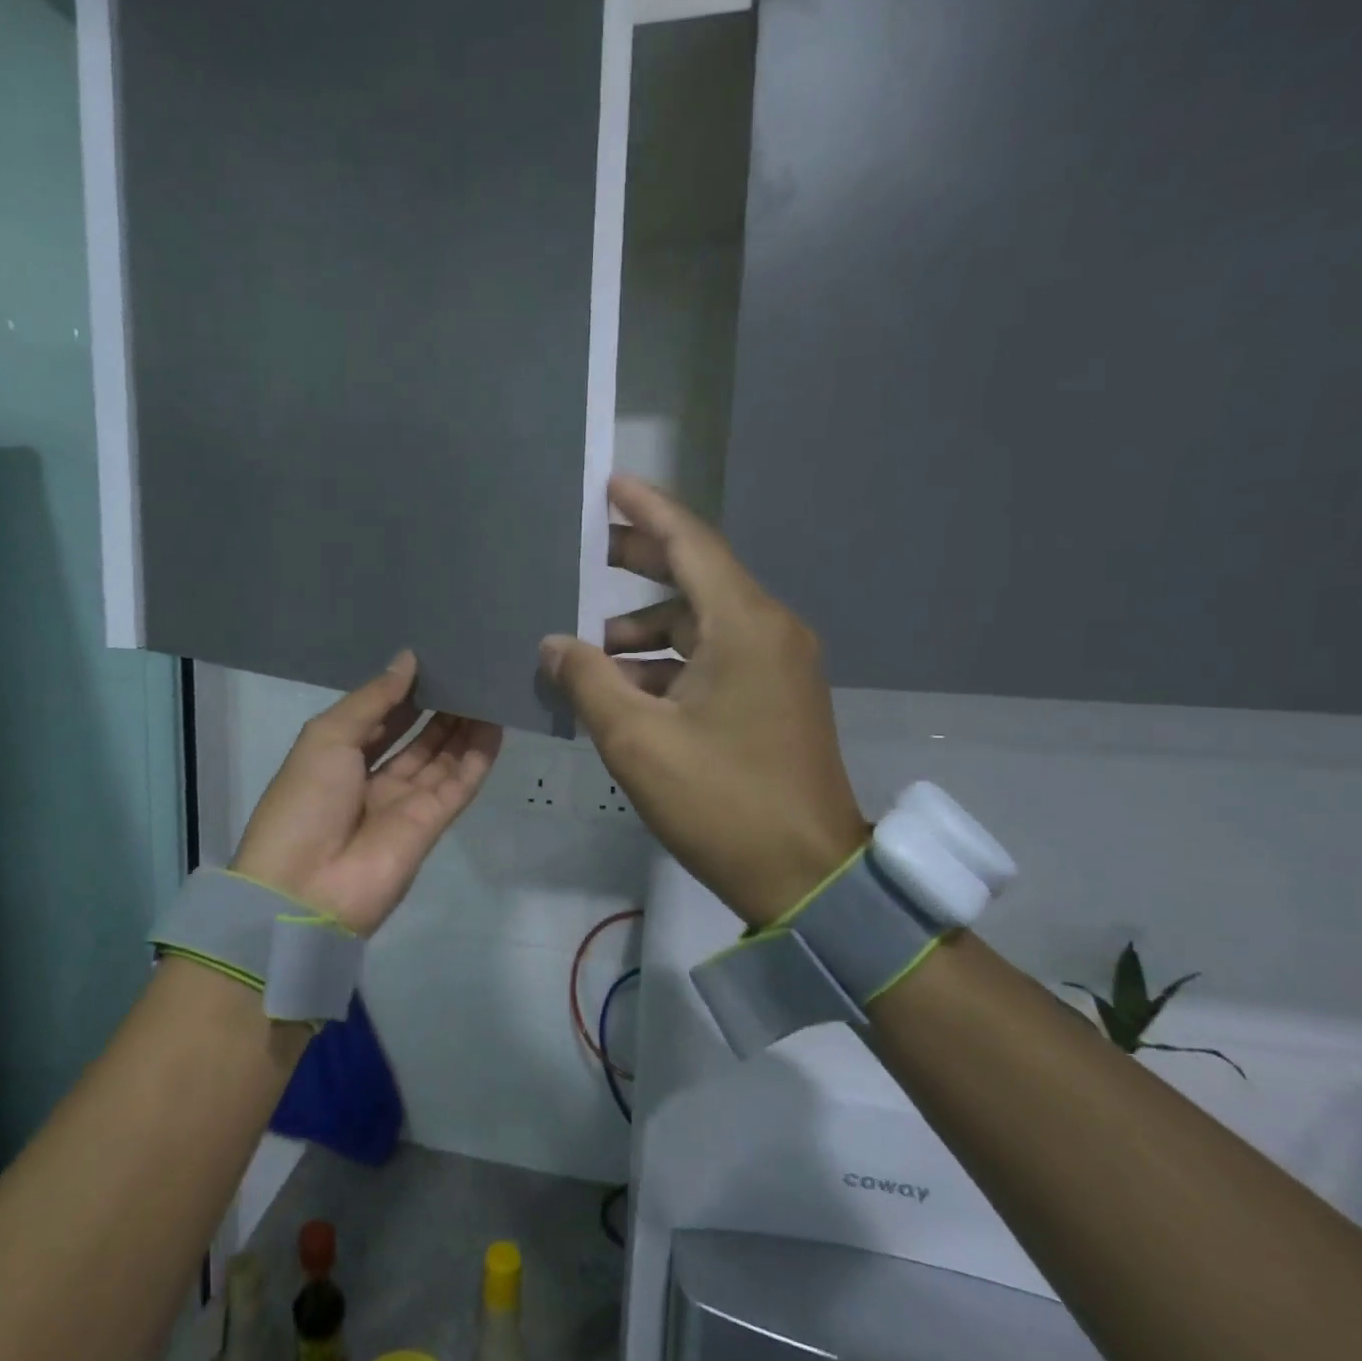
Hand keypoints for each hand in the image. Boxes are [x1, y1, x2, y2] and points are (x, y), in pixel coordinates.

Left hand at [232, 652, 502, 936]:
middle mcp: (374, 778)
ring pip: (442, 756)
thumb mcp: (327, 737)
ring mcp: (405, 802)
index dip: (405, 691)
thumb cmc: (306, 802)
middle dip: (439, 705)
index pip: (381, 717)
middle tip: (469, 668)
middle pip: (416, 736)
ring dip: (463, 725)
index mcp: (339, 757)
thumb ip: (372, 700)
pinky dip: (478, 756)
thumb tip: (408, 659)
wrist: (307, 889)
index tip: (434, 658)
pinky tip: (496, 723)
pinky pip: (460, 783)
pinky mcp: (433, 823)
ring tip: (487, 685)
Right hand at [540, 476, 867, 925]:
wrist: (807, 876)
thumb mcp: (638, 741)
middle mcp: (768, 631)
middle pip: (695, 579)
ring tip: (587, 651)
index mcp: (744, 626)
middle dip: (637, 566)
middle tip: (583, 556)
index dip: (647, 509)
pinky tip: (624, 690)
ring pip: (699, 626)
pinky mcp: (774, 699)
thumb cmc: (721, 801)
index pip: (691, 543)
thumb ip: (589, 681)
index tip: (610, 484)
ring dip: (644, 632)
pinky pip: (713, 659)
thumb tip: (554, 645)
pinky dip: (667, 664)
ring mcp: (777, 667)